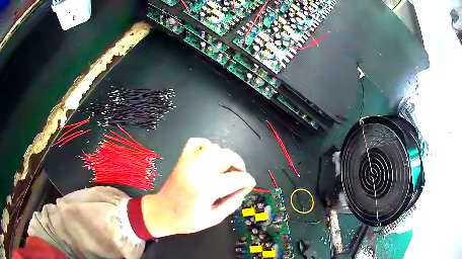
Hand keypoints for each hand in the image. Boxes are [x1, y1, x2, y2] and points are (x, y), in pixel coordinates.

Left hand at [141, 138, 255, 236]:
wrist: (161, 212)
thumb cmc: (186, 220)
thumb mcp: (213, 219)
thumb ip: (232, 204)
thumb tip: (244, 189)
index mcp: (206, 189)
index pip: (236, 178)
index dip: (248, 180)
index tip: (250, 184)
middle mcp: (198, 171)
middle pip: (227, 157)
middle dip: (239, 165)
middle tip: (239, 175)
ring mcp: (188, 162)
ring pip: (214, 148)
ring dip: (225, 156)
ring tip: (226, 168)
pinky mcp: (182, 159)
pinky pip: (196, 142)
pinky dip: (207, 145)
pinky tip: (210, 156)